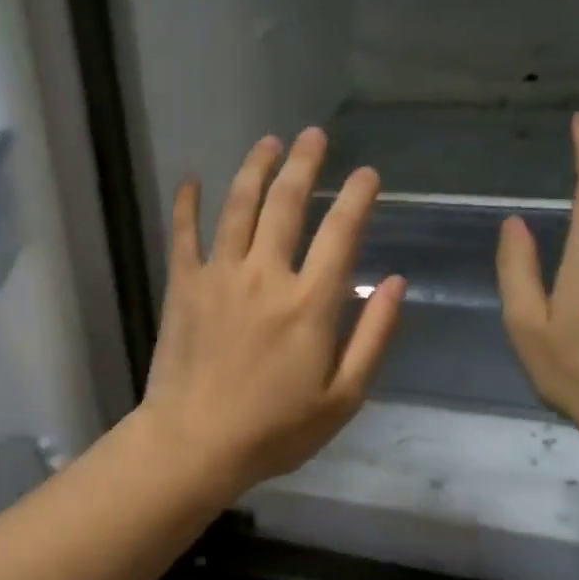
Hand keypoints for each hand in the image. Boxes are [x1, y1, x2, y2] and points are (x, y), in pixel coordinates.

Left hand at [137, 128, 406, 497]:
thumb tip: (396, 281)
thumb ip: (373, 336)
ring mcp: (219, 276)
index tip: (366, 173)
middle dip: (304, 164)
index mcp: (310, 302)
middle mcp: (265, 275)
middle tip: (313, 136)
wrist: (195, 444)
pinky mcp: (183, 287)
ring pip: (238, 207)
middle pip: (287, 204)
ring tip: (267, 142)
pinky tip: (190, 180)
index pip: (341, 232)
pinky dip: (187, 205)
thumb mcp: (343, 397)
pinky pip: (184, 235)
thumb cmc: (274, 430)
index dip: (357, 197)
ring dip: (255, 169)